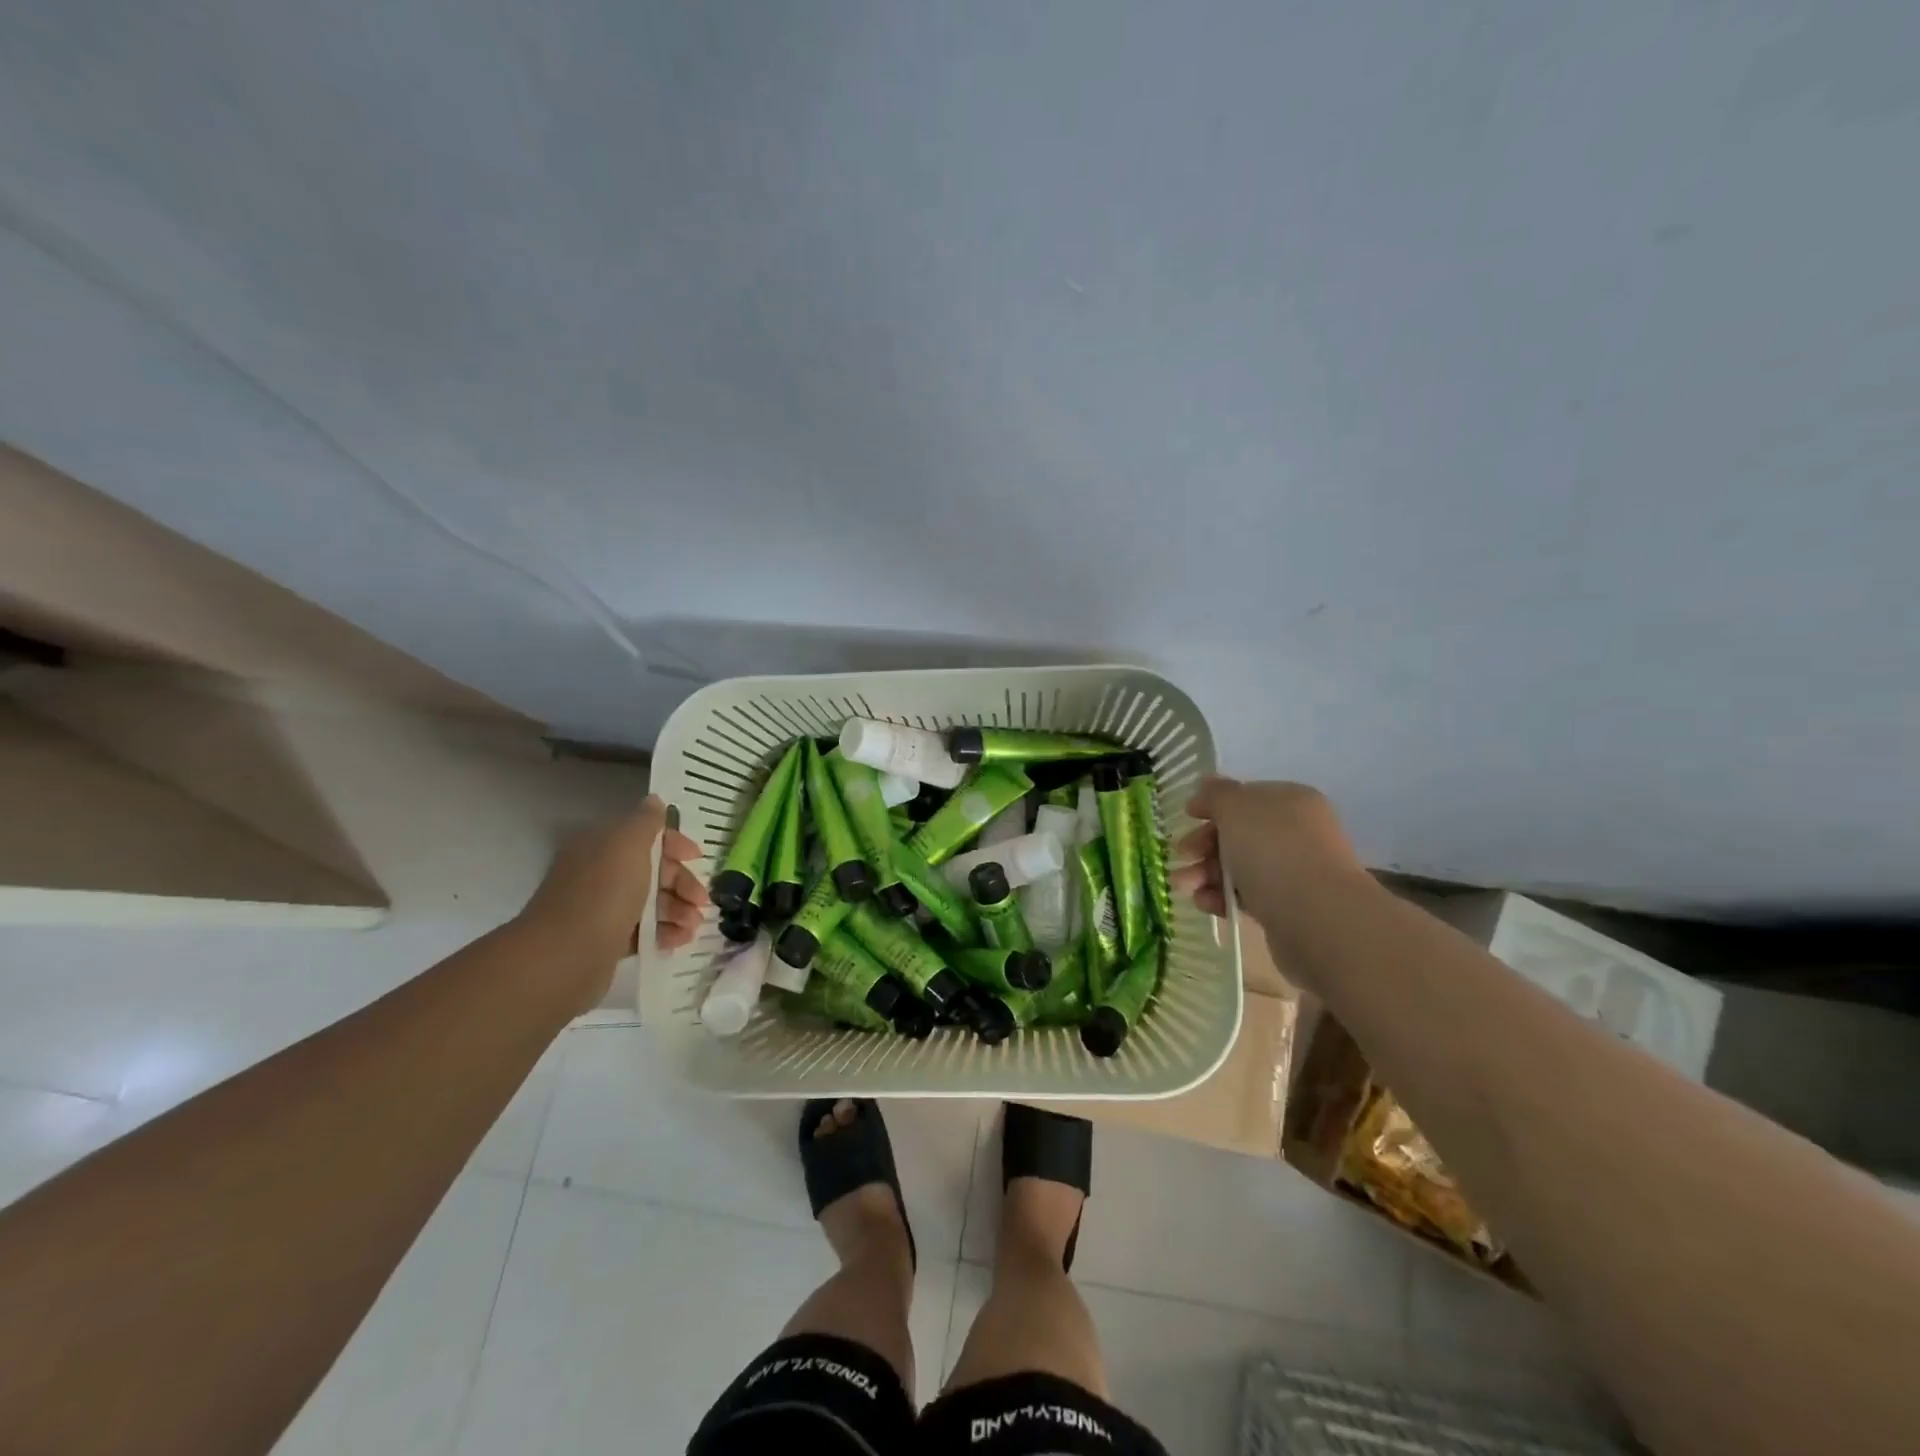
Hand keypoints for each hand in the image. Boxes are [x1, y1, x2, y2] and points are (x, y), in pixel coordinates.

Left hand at [517, 796, 707, 996]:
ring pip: (651, 902)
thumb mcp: (629, 844)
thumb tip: (654, 801)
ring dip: (678, 910)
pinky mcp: (606, 940)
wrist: (566, 956)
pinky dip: (665, 932)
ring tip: (693, 926)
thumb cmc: (604, 892)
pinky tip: (680, 940)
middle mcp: (600, 872)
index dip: (675, 844)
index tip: (697, 858)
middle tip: (702, 901)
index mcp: (601, 845)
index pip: (645, 835)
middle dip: (681, 883)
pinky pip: (643, 931)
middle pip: (652, 870)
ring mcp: (602, 908)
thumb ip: (646, 821)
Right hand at [1170, 777, 1366, 928]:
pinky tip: (1206, 904)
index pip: (1245, 797)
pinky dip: (1222, 897)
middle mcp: (1296, 832)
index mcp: (1290, 801)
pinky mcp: (1287, 907)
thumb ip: (1217, 794)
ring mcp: (1294, 871)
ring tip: (1183, 886)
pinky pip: (1247, 895)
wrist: (1316, 917)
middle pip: (1238, 833)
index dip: (1213, 804)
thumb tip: (1207, 784)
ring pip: (1239, 866)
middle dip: (1203, 844)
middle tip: (1181, 855)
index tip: (1187, 816)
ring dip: (1205, 873)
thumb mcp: (1235, 808)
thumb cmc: (1272, 850)